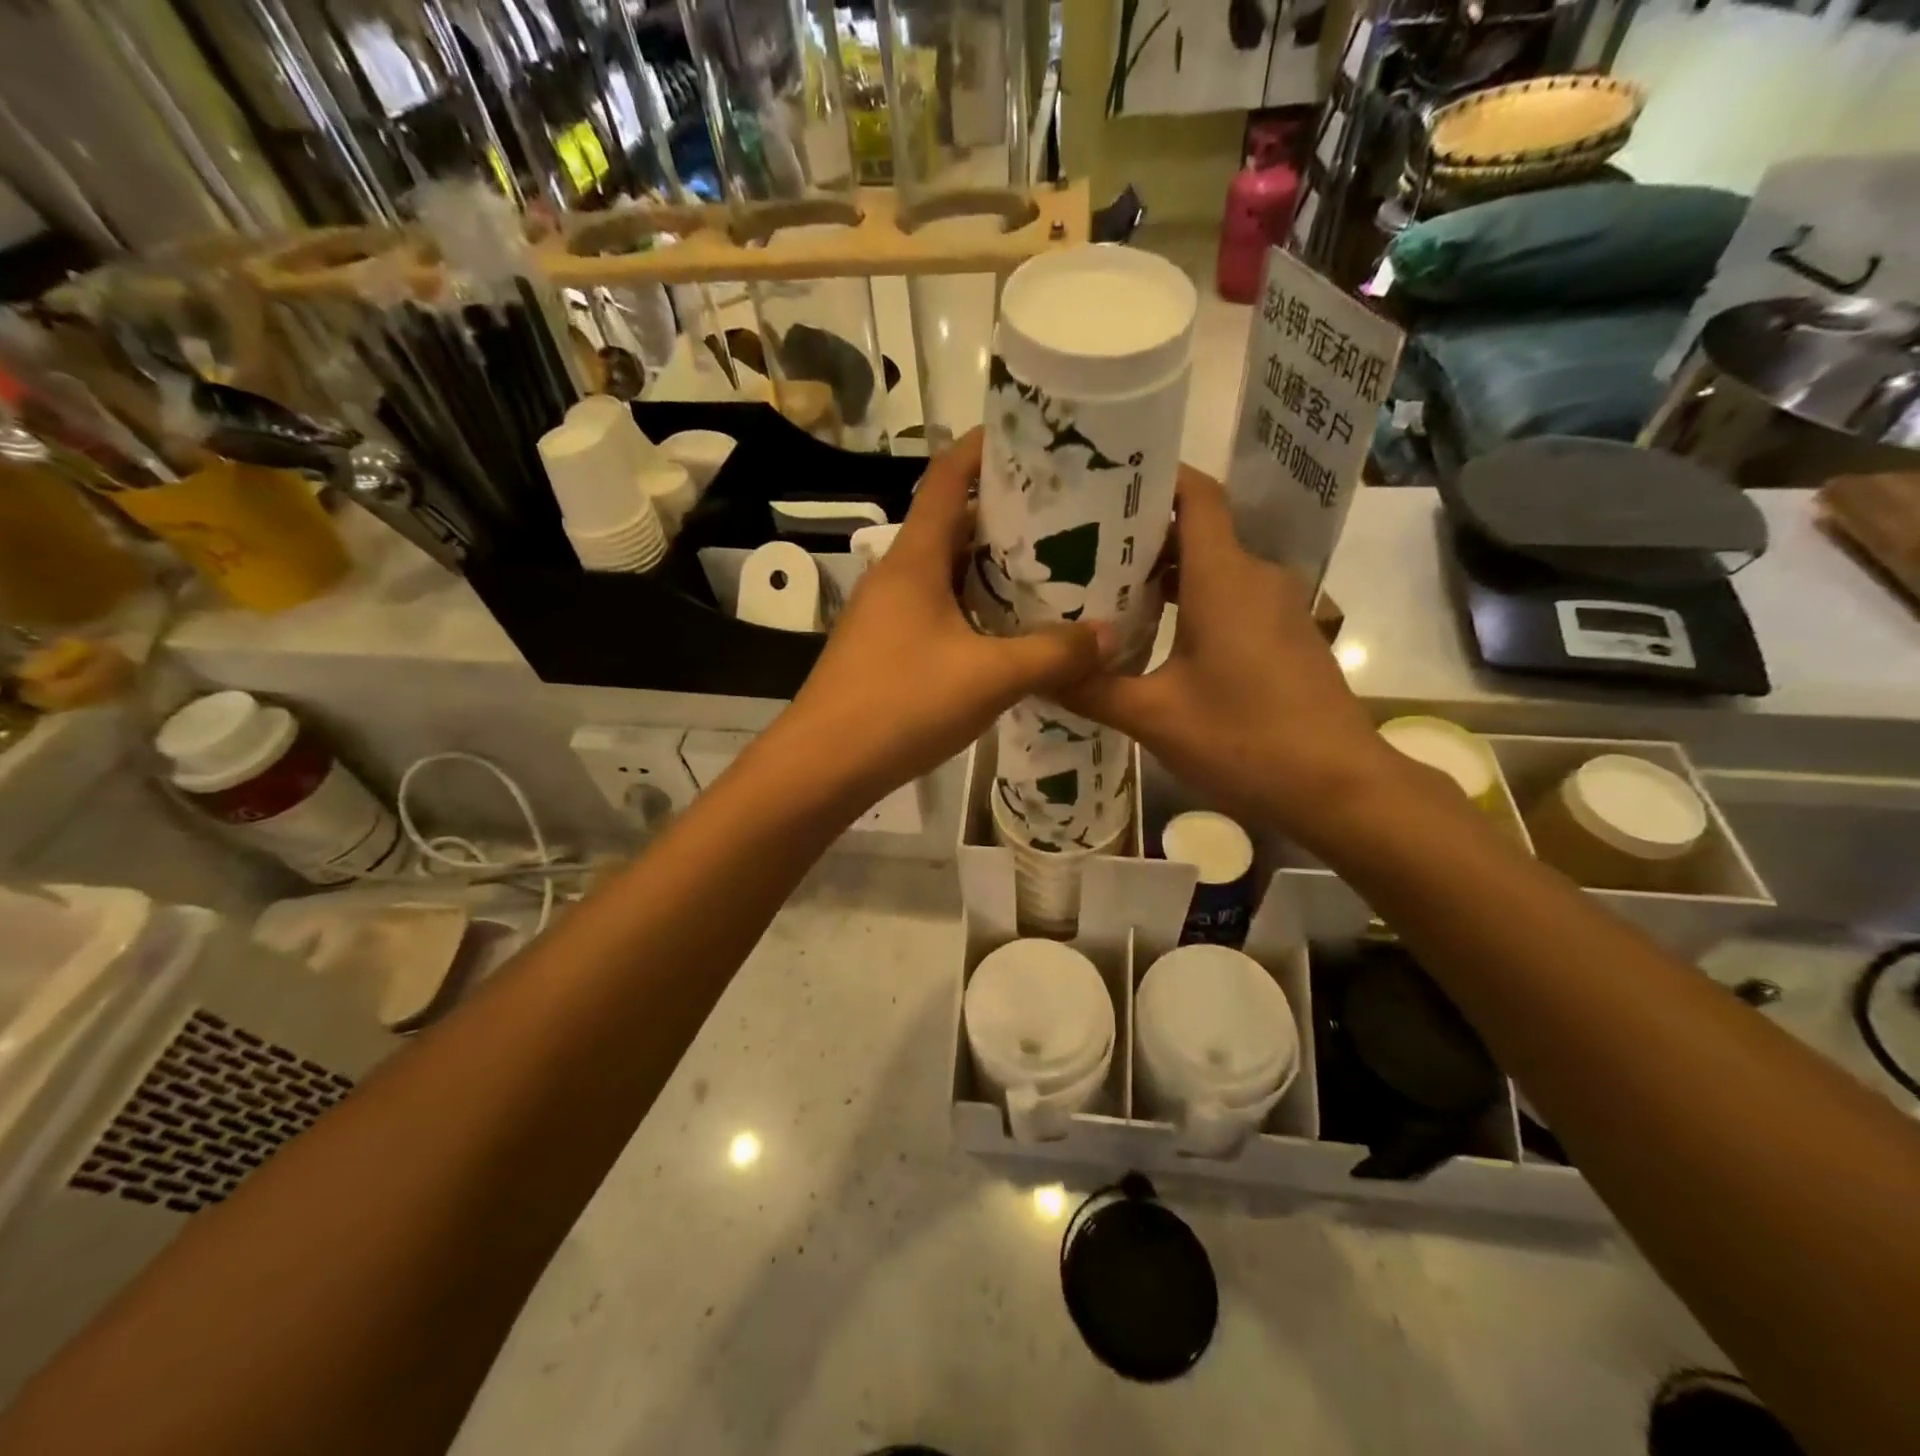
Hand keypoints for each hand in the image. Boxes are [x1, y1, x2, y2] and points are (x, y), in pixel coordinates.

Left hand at [775, 429, 1110, 808]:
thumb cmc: (901, 705)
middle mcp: (897, 576)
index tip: (1039, 440)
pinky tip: (1013, 633)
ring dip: (995, 570)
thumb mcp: (989, 678)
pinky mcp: (888, 648)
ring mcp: (888, 614)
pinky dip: (977, 610)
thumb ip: (1052, 654)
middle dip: (1009, 517)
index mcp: (915, 559)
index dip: (988, 448)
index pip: (948, 476)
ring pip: (948, 573)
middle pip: (955, 525)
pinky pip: (940, 612)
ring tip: (1054, 574)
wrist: (823, 766)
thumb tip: (1110, 636)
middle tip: (1071, 521)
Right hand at [1056, 464, 1400, 846]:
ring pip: (1214, 566)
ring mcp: (1277, 606)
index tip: (1101, 482)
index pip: (1196, 495)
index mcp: (1224, 578)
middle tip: (1079, 547)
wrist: (1339, 788)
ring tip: (1104, 589)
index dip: (1154, 477)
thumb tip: (1035, 674)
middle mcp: (1255, 577)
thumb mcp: (1154, 718)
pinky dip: (1191, 600)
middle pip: (1198, 530)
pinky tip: (1152, 632)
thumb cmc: (1245, 741)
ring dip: (1164, 572)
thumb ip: (1091, 690)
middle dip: (1141, 532)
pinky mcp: (1285, 634)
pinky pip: (1231, 596)